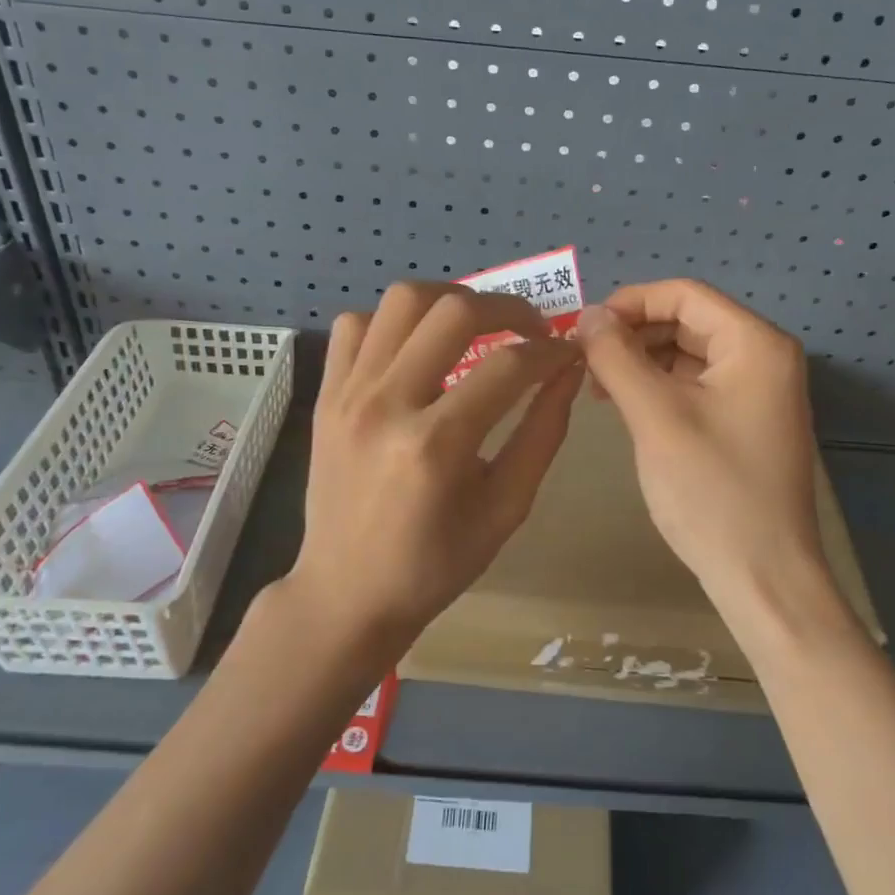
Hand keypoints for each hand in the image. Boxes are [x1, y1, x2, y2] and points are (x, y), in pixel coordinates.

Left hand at [286, 282, 583, 655]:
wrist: (346, 593)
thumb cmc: (435, 564)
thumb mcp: (506, 508)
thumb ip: (542, 434)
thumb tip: (568, 372)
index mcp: (435, 446)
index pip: (508, 366)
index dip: (550, 351)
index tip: (568, 353)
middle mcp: (386, 405)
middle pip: (453, 312)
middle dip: (508, 309)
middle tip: (531, 330)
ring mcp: (348, 393)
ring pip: (402, 301)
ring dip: (450, 301)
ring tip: (476, 326)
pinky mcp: (326, 394)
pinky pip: (357, 324)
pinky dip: (394, 322)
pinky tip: (417, 348)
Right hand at [577, 280, 832, 626]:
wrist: (763, 577)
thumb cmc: (711, 491)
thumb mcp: (655, 416)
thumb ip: (617, 357)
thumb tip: (587, 315)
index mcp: (755, 344)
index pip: (685, 295)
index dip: (629, 303)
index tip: (583, 329)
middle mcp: (764, 357)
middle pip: (687, 321)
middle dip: (633, 334)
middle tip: (585, 361)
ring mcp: (758, 392)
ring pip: (688, 354)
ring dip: (642, 361)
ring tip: (598, 387)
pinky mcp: (746, 421)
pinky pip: (696, 385)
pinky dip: (659, 387)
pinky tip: (627, 406)